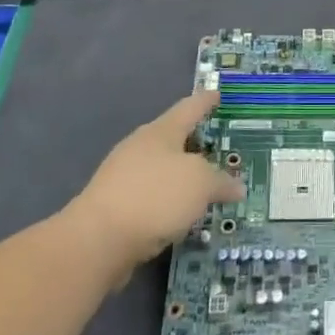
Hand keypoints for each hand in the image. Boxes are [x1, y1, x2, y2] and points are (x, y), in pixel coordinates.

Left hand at [66, 91, 242, 276]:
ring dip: (182, 176)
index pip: (189, 108)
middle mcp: (140, 147)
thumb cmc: (154, 196)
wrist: (97, 240)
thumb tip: (236, 186)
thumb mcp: (200, 183)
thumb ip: (221, 182)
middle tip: (218, 147)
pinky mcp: (115, 206)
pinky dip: (168, 201)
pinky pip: (151, 196)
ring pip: (162, 170)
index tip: (217, 93)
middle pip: (173, 138)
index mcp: (161, 132)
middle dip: (195, 142)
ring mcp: (124, 176)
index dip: (205, 101)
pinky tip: (180, 214)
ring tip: (205, 186)